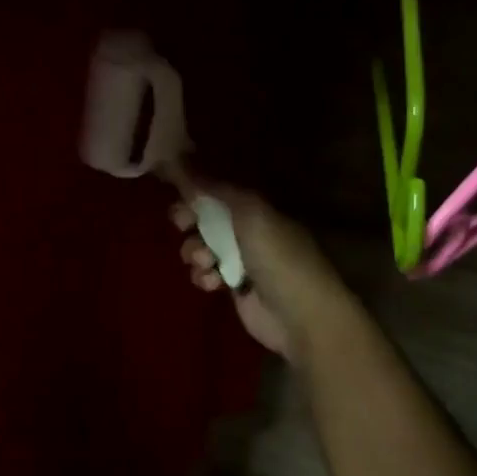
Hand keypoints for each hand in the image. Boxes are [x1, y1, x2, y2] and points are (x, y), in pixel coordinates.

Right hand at [171, 186, 345, 361]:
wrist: (301, 316)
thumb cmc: (279, 258)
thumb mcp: (249, 214)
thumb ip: (214, 189)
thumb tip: (179, 158)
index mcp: (256, 208)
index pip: (218, 190)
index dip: (195, 189)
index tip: (175, 190)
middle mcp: (247, 230)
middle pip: (205, 218)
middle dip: (188, 220)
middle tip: (182, 224)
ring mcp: (240, 260)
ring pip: (201, 247)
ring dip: (194, 252)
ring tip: (205, 261)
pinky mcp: (233, 288)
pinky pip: (206, 274)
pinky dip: (204, 277)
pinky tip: (214, 284)